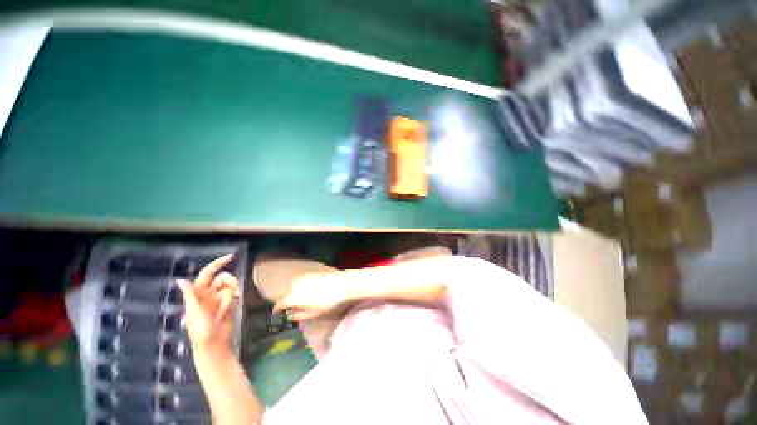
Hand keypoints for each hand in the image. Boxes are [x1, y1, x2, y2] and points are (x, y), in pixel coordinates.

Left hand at [177, 255, 239, 352]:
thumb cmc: (200, 330)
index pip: (207, 273)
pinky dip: (234, 298)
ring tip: (231, 302)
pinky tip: (231, 306)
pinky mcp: (228, 303)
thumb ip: (190, 295)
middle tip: (234, 290)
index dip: (217, 264)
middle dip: (229, 281)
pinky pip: (234, 293)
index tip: (230, 257)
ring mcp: (219, 298)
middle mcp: (208, 293)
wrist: (214, 344)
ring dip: (232, 291)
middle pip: (222, 277)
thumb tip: (180, 279)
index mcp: (197, 293)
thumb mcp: (194, 312)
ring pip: (230, 284)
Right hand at [273, 272, 351, 320]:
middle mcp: (296, 284)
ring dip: (295, 293)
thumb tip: (290, 315)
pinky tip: (310, 291)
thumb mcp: (313, 315)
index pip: (280, 304)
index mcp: (293, 296)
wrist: (344, 285)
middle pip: (287, 294)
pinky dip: (303, 287)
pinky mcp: (313, 273)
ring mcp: (305, 277)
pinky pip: (303, 281)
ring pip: (295, 286)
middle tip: (290, 308)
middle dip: (287, 301)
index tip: (277, 314)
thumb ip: (299, 316)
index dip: (277, 310)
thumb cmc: (328, 303)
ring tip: (301, 300)